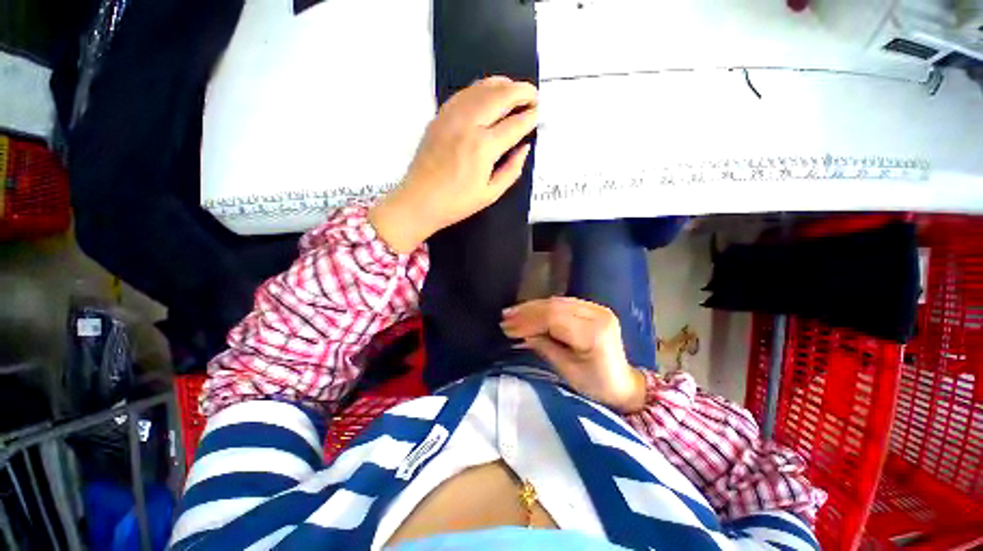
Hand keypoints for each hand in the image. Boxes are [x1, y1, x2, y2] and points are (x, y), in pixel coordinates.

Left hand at [369, 76, 537, 252]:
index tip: (538, 114)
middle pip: (500, 96)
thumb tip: (524, 148)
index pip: (514, 124)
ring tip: (515, 89)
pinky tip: (488, 93)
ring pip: (482, 87)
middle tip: (534, 96)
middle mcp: (469, 124)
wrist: (419, 200)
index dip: (530, 117)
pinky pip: (464, 93)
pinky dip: (481, 88)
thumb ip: (512, 170)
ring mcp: (452, 117)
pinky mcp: (440, 116)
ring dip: (503, 84)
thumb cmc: (457, 203)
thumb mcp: (491, 194)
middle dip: (522, 92)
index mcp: (483, 147)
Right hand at [500, 297, 647, 412]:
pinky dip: (544, 307)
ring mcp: (597, 308)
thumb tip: (521, 331)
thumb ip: (544, 346)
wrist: (622, 384)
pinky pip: (563, 303)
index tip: (507, 327)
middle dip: (527, 312)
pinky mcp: (593, 308)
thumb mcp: (566, 370)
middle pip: (555, 306)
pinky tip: (529, 310)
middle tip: (505, 318)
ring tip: (512, 313)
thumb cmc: (595, 385)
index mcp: (594, 333)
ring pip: (557, 301)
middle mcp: (598, 314)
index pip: (554, 318)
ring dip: (532, 307)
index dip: (528, 321)